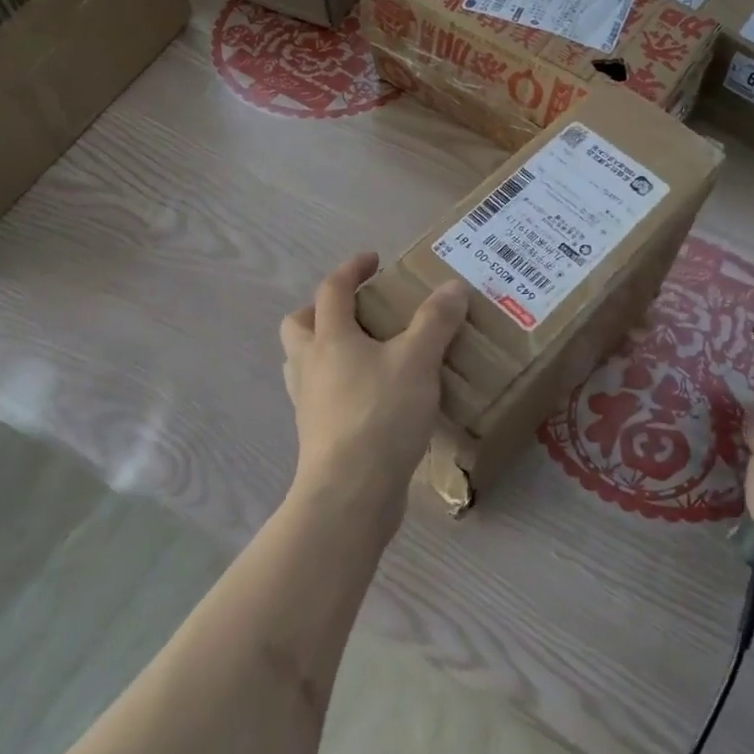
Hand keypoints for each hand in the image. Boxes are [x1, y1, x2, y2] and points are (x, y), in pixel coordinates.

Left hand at [279, 253, 468, 523]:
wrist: (350, 493)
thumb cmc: (380, 416)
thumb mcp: (417, 361)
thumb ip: (436, 322)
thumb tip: (453, 287)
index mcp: (330, 338)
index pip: (331, 290)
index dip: (351, 269)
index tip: (373, 260)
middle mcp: (310, 365)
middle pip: (300, 324)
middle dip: (323, 309)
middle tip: (359, 311)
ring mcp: (308, 402)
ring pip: (304, 362)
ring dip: (325, 348)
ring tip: (364, 352)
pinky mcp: (316, 433)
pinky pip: (320, 395)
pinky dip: (338, 384)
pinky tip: (370, 395)